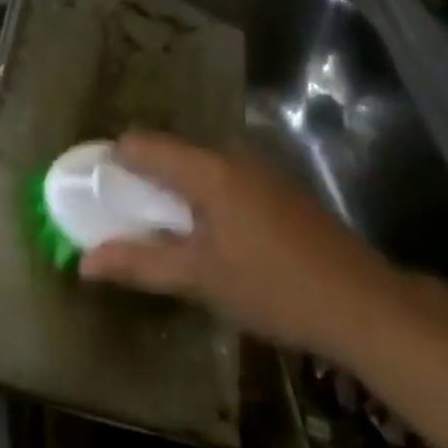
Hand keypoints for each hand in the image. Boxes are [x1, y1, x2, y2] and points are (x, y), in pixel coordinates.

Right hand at [79, 131, 400, 357]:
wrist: (363, 303)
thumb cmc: (273, 287)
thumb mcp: (200, 279)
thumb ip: (140, 263)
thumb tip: (84, 262)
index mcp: (206, 168)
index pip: (140, 144)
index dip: (112, 164)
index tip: (97, 195)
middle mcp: (229, 154)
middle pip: (168, 153)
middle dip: (141, 183)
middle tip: (127, 223)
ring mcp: (258, 167)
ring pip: (196, 167)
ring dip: (173, 193)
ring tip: (165, 235)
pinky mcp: (276, 185)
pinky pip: (222, 178)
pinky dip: (202, 198)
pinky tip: (210, 238)